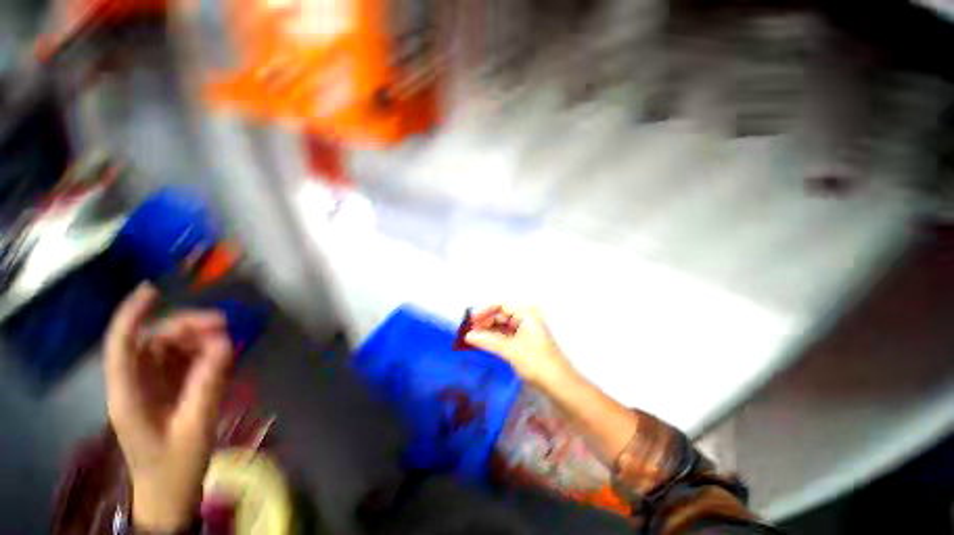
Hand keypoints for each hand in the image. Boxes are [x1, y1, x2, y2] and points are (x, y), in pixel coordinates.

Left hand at [105, 283, 233, 531]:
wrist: (170, 495)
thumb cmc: (176, 467)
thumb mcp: (195, 427)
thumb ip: (208, 384)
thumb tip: (225, 343)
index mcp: (129, 395)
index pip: (122, 346)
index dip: (132, 315)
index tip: (152, 290)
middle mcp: (135, 385)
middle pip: (153, 342)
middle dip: (185, 327)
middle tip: (224, 325)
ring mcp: (151, 389)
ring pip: (170, 350)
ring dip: (198, 340)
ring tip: (228, 341)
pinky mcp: (167, 392)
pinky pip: (183, 363)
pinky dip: (203, 354)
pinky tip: (222, 356)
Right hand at [464, 305, 574, 387]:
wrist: (560, 386)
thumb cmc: (537, 363)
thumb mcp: (510, 350)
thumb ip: (488, 341)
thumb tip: (468, 336)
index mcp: (527, 314)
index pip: (501, 305)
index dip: (485, 311)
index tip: (471, 321)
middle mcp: (527, 318)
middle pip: (502, 315)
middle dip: (486, 322)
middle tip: (470, 332)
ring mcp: (527, 331)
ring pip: (503, 326)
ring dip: (489, 331)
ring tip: (474, 338)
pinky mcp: (525, 343)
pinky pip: (507, 336)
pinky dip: (496, 339)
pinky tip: (486, 344)